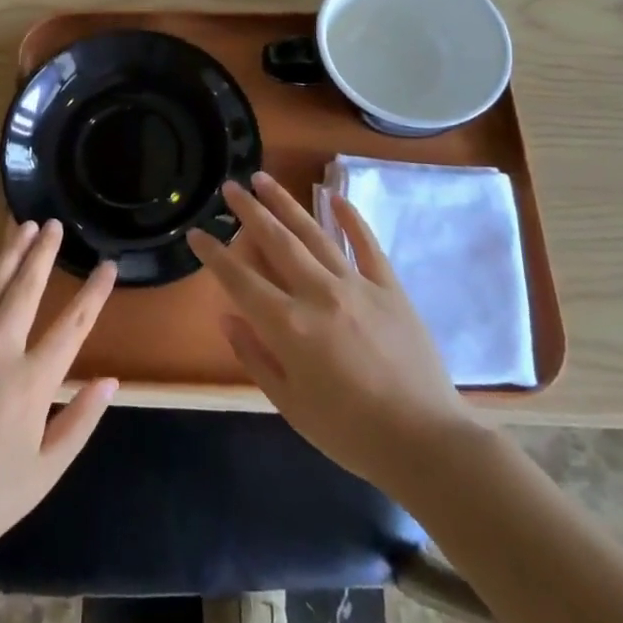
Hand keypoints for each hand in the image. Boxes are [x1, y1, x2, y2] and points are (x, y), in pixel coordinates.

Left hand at [0, 220, 118, 566]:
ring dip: (6, 254)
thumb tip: (110, 381)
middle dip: (43, 252)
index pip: (73, 324)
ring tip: (21, 227)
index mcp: (31, 382)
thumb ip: (80, 422)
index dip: (95, 292)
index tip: (108, 265)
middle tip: (54, 225)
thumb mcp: (44, 472)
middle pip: (26, 288)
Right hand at [188, 173, 479, 488]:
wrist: (427, 443)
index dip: (213, 255)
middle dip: (248, 211)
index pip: (240, 280)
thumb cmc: (350, 432)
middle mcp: (318, 293)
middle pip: (276, 241)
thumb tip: (226, 318)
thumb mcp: (290, 405)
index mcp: (288, 325)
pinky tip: (333, 196)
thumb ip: (254, 357)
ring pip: (314, 233)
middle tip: (229, 186)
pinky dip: (350, 218)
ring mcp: (356, 285)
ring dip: (286, 203)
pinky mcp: (389, 288)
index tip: (196, 233)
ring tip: (264, 178)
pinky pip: (366, 244)